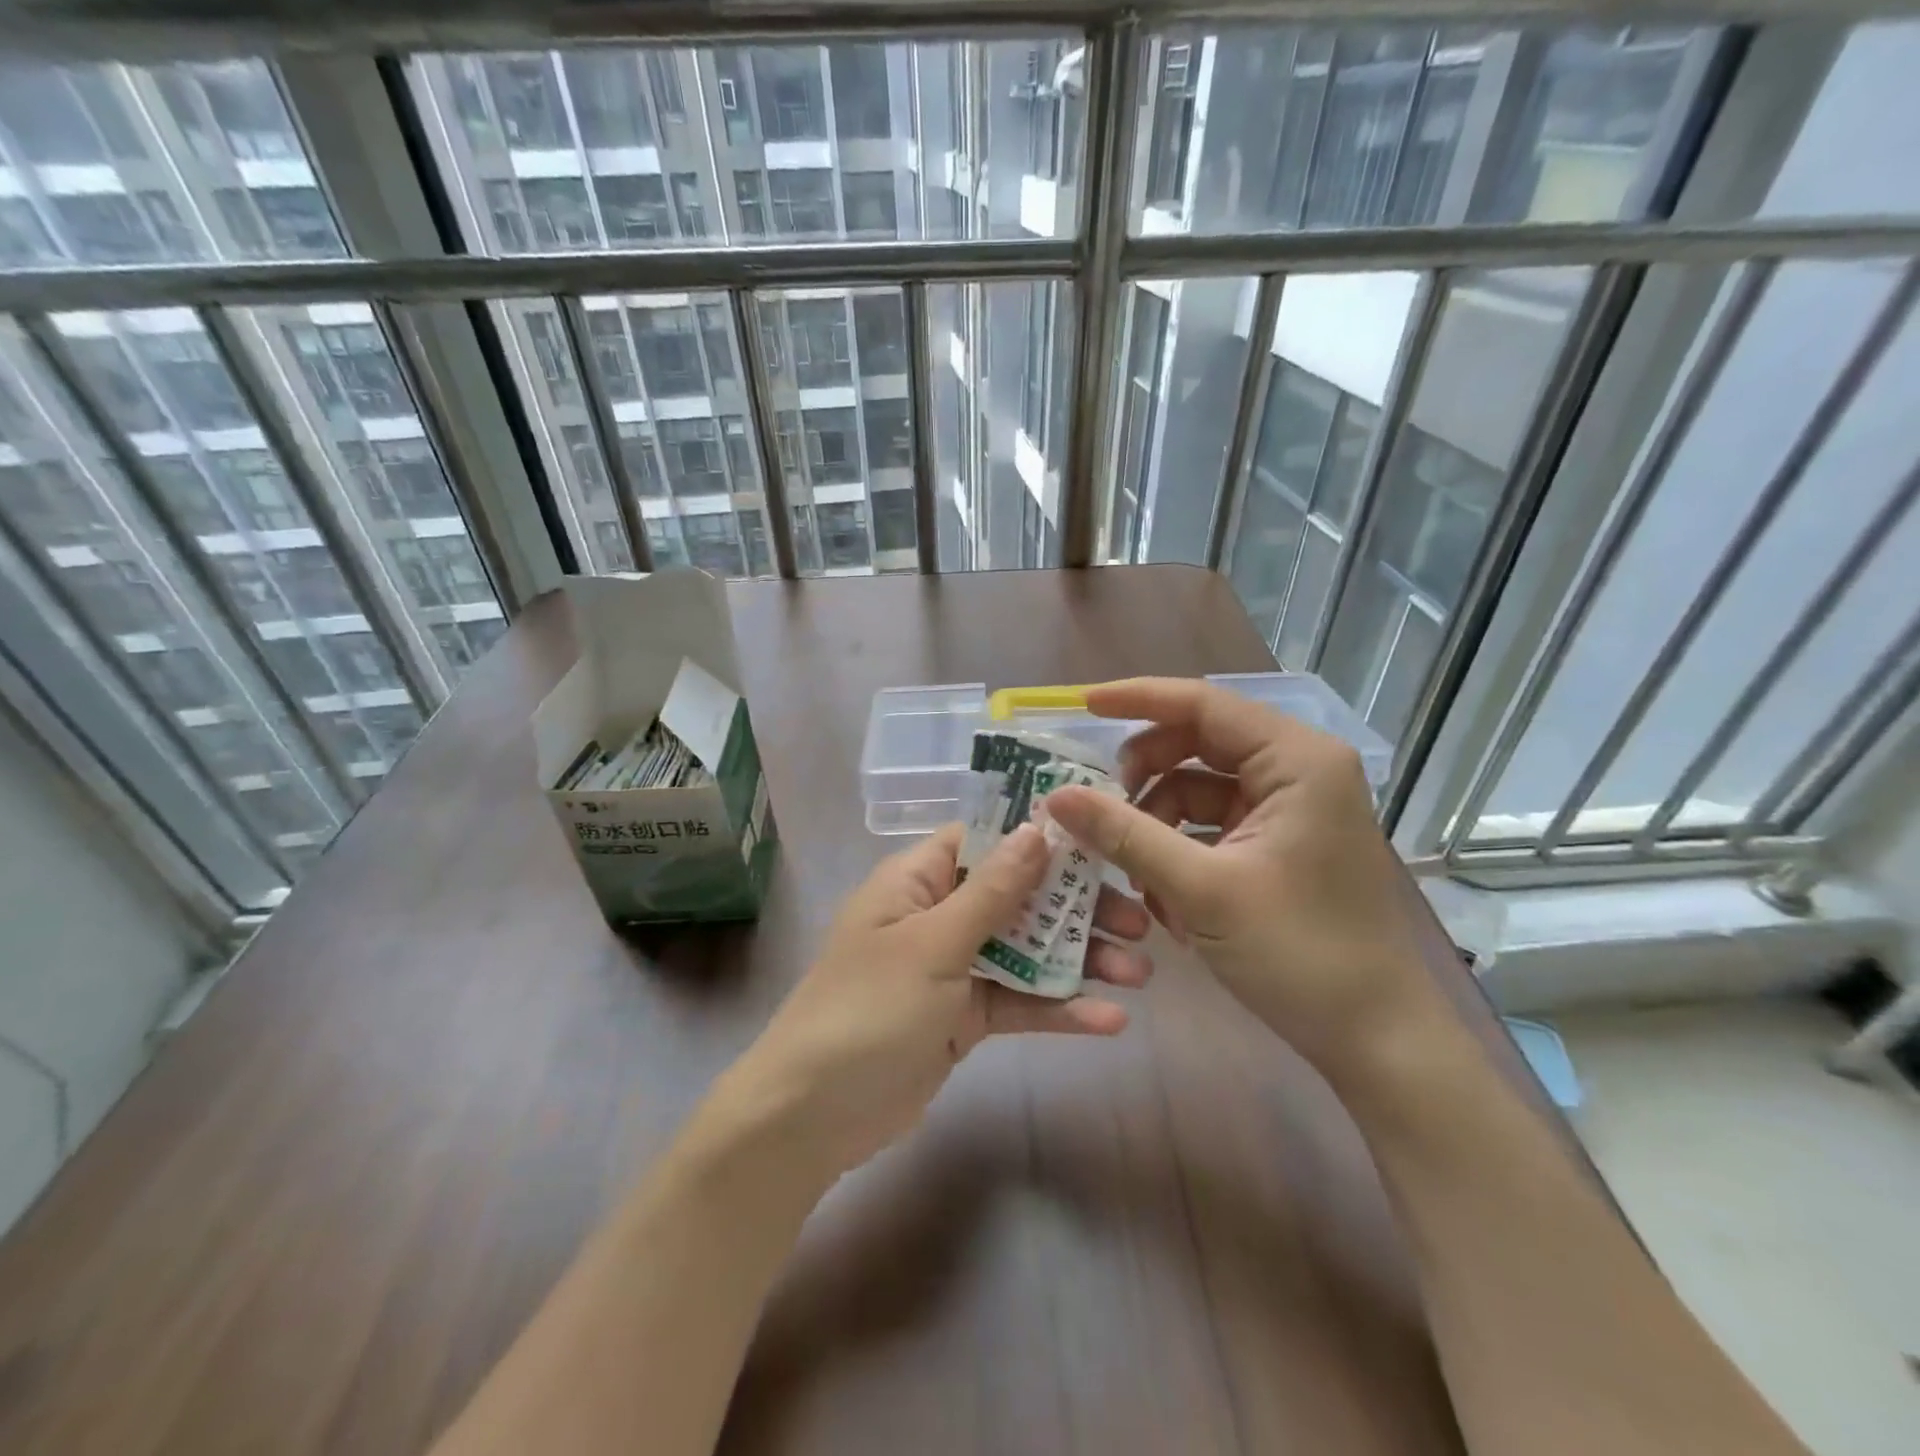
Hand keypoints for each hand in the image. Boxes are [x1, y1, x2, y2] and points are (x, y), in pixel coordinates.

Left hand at [718, 822, 1152, 1182]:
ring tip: (1140, 972)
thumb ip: (991, 891)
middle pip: (1017, 896)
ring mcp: (953, 967)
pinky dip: (1058, 1008)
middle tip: (1137, 920)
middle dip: (1075, 907)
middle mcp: (938, 914)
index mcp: (917, 880)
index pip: (985, 839)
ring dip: (1078, 959)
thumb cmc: (868, 1009)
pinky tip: (1110, 1020)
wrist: (813, 1115)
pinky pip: (1017, 1001)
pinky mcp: (965, 1016)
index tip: (1100, 840)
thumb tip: (1036, 829)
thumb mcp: (932, 944)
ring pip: (1025, 949)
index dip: (1039, 836)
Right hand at [1043, 678, 1443, 1086]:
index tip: (1082, 705)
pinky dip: (1180, 848)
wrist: (1375, 1038)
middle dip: (1145, 775)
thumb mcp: (1200, 889)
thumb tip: (1056, 796)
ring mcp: (1291, 808)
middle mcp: (1298, 770)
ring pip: (1199, 787)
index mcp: (1296, 760)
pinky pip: (1213, 824)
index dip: (1139, 699)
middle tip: (1101, 808)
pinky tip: (1166, 897)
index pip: (1204, 704)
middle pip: (1199, 744)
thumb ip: (1125, 834)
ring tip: (1137, 875)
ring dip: (1158, 822)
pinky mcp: (1281, 843)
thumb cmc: (1299, 953)